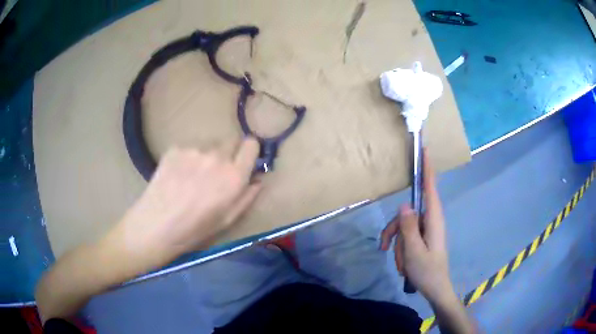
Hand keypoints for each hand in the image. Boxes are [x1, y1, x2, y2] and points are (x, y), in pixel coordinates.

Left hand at [113, 137, 260, 268]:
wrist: (156, 226)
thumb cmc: (195, 229)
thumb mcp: (228, 220)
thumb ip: (247, 196)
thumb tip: (258, 179)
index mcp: (234, 176)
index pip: (251, 144)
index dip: (248, 151)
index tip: (243, 160)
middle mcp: (216, 157)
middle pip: (230, 140)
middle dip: (228, 153)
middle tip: (215, 172)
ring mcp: (193, 150)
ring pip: (208, 145)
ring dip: (205, 156)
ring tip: (191, 176)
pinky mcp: (175, 148)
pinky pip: (188, 148)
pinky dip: (186, 158)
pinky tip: (177, 176)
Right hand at [380, 149, 451, 301]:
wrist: (435, 289)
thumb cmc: (428, 271)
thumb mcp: (414, 251)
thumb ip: (408, 227)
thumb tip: (404, 204)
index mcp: (434, 220)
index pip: (430, 188)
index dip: (427, 169)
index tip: (425, 150)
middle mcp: (430, 220)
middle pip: (407, 214)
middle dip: (395, 232)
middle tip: (385, 248)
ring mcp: (426, 230)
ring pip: (403, 227)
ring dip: (397, 245)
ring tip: (401, 265)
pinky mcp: (422, 238)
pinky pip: (406, 236)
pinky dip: (400, 249)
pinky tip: (402, 264)